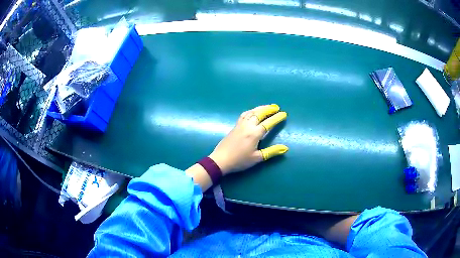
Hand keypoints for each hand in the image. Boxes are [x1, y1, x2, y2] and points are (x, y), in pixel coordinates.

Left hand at [209, 104, 287, 174]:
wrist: (220, 160)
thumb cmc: (240, 160)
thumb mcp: (257, 158)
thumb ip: (271, 152)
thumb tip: (285, 148)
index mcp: (254, 133)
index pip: (268, 123)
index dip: (277, 118)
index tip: (284, 114)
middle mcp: (248, 126)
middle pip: (259, 113)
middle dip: (269, 109)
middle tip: (276, 107)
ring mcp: (240, 125)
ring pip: (251, 112)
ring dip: (260, 108)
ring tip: (267, 107)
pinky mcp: (235, 126)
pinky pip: (244, 114)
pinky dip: (251, 111)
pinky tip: (252, 112)